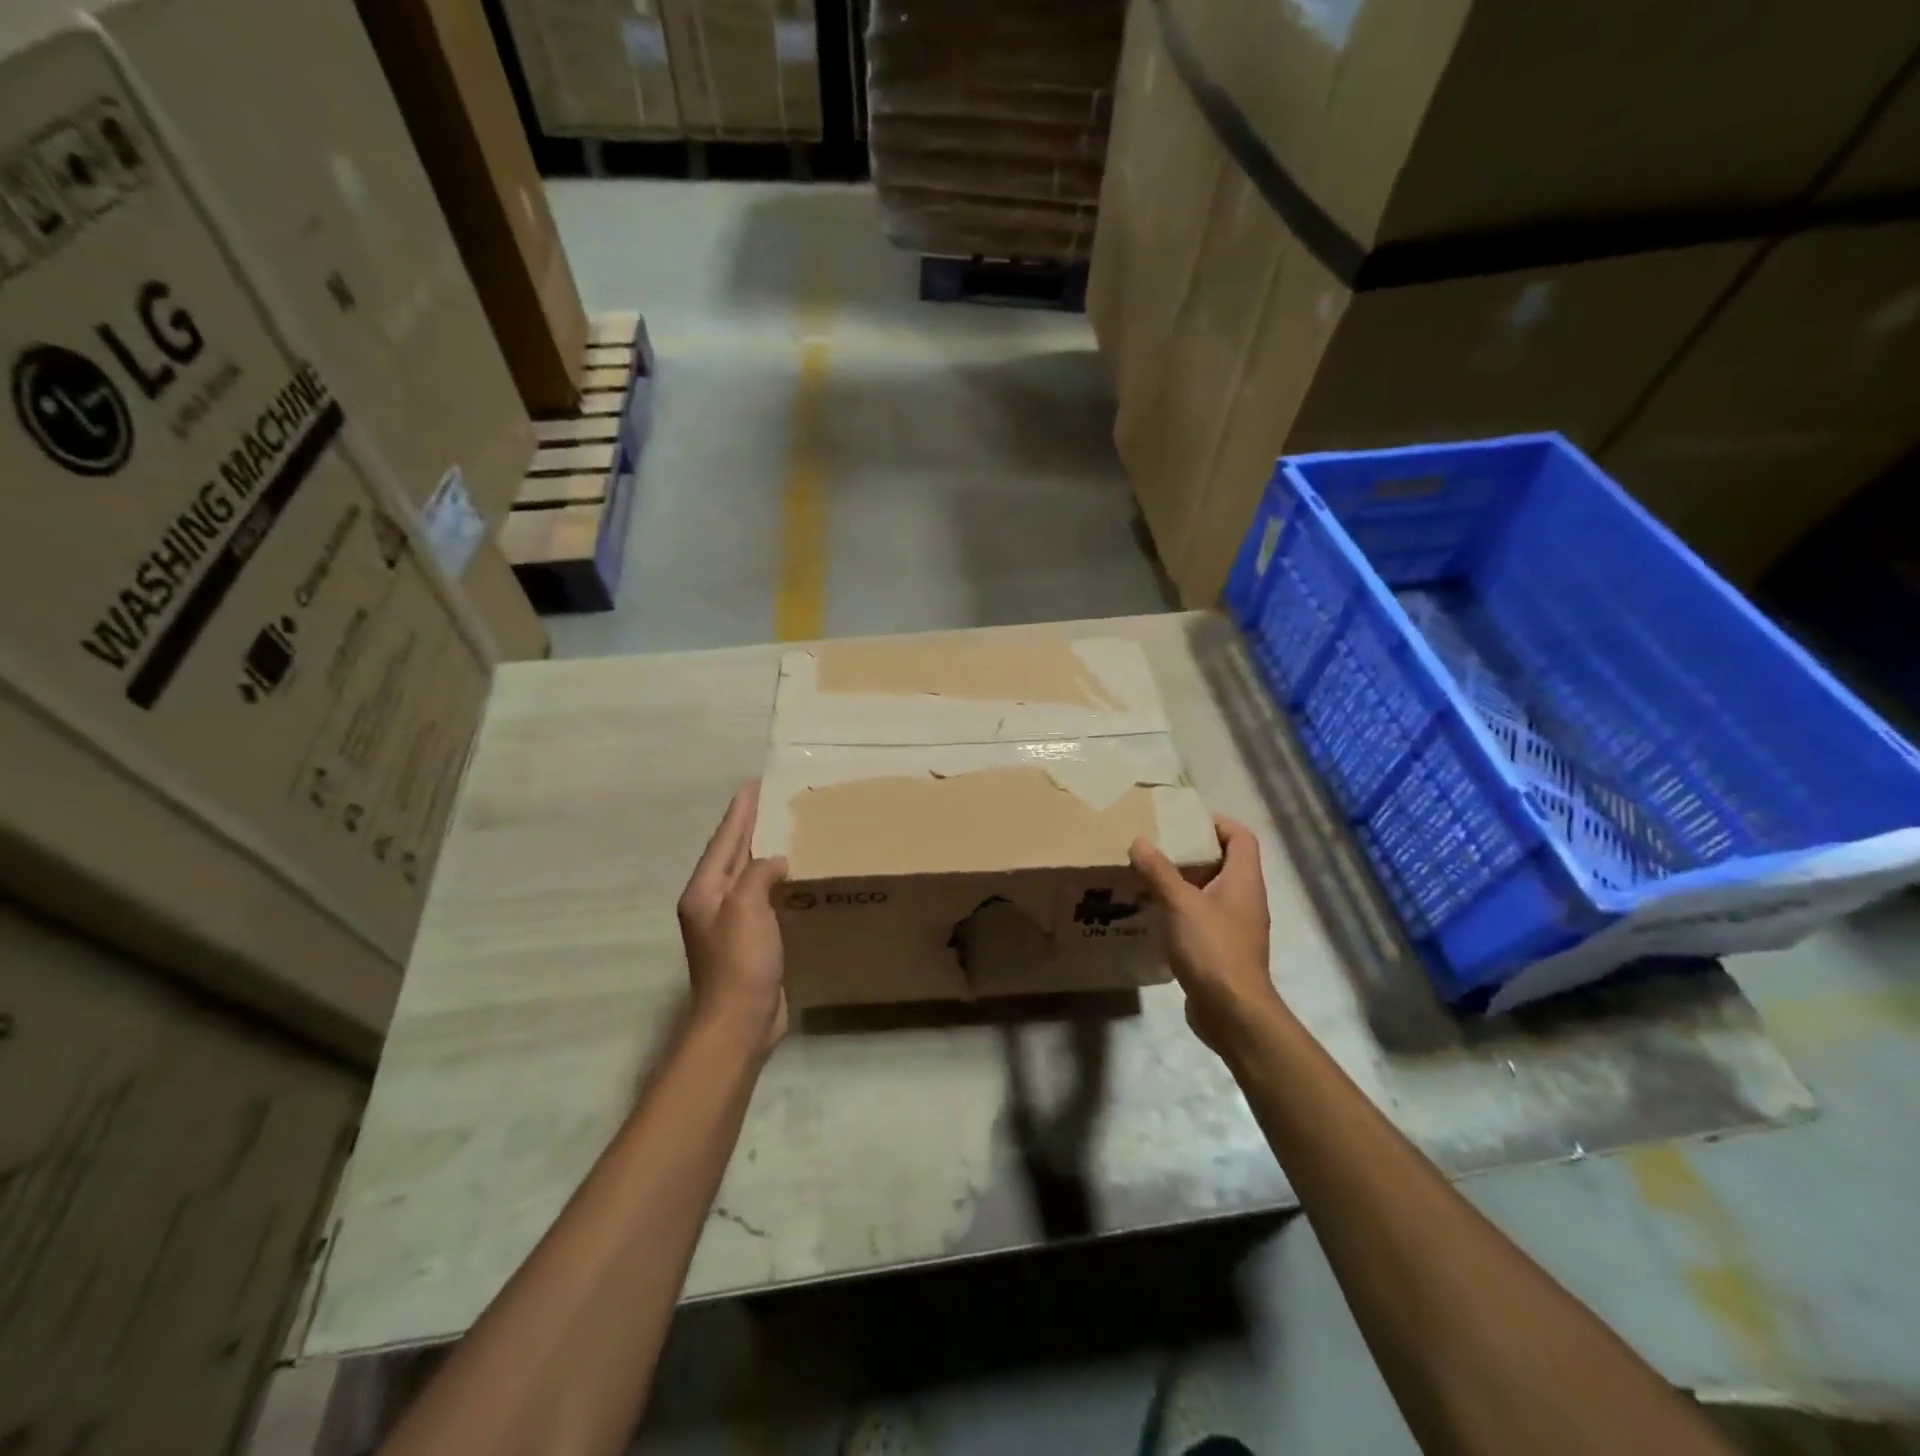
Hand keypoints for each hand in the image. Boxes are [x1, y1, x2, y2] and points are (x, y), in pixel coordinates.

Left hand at [678, 782, 789, 1052]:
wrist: (740, 1021)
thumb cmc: (740, 960)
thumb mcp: (746, 907)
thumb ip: (758, 874)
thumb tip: (776, 862)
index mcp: (704, 891)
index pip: (724, 840)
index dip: (740, 812)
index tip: (754, 784)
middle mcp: (712, 903)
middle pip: (733, 855)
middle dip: (750, 827)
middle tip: (773, 801)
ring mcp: (730, 924)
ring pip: (748, 876)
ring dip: (764, 853)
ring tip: (786, 831)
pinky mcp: (750, 941)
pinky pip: (763, 899)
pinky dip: (776, 882)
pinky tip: (793, 877)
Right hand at [1130, 816, 1280, 1053]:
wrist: (1233, 1012)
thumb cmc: (1213, 949)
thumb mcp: (1181, 904)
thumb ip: (1159, 871)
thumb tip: (1140, 840)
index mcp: (1244, 880)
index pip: (1241, 837)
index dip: (1217, 823)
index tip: (1184, 820)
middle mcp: (1245, 899)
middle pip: (1225, 862)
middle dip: (1193, 851)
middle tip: (1158, 845)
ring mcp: (1236, 926)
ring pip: (1211, 891)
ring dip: (1184, 881)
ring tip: (1150, 875)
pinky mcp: (1222, 949)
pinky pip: (1203, 917)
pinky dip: (1182, 909)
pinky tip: (1155, 912)